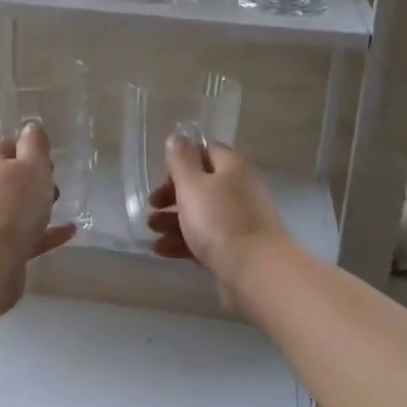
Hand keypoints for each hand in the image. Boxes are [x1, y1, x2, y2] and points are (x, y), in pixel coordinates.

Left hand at [0, 122, 78, 277]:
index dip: (28, 148)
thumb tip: (31, 127)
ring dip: (37, 206)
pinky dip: (44, 232)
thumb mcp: (32, 166)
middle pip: (9, 177)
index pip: (6, 145)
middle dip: (33, 179)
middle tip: (54, 184)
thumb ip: (35, 145)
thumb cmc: (13, 204)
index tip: (49, 159)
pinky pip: (24, 234)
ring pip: (15, 207)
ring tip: (62, 207)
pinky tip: (68, 232)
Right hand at [146, 134, 293, 307]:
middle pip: (201, 184)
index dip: (181, 161)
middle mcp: (239, 188)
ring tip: (152, 231)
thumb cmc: (219, 220)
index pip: (205, 150)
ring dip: (173, 220)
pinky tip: (162, 250)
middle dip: (172, 194)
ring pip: (201, 213)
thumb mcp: (192, 184)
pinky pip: (206, 238)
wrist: (255, 271)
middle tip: (152, 206)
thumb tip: (178, 136)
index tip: (161, 177)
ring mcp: (240, 219)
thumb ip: (181, 159)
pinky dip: (184, 241)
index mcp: (232, 166)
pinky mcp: (237, 246)